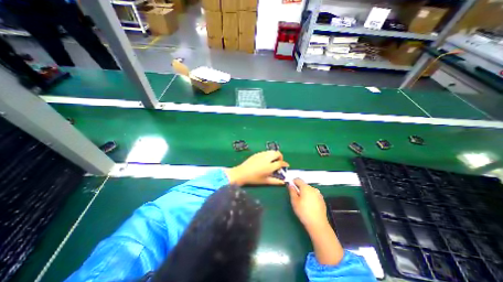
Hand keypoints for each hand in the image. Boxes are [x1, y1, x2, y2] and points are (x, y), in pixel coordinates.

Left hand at [227, 151, 288, 185]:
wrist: (242, 173)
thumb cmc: (254, 179)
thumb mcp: (265, 181)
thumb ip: (275, 181)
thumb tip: (283, 182)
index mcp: (269, 166)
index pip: (280, 163)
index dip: (284, 164)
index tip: (286, 165)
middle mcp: (267, 159)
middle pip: (277, 153)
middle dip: (280, 157)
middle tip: (279, 162)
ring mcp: (262, 155)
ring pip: (272, 151)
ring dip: (275, 155)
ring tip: (273, 160)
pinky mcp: (257, 153)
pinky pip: (266, 151)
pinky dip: (269, 154)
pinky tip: (266, 160)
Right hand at [287, 179, 329, 231]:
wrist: (318, 224)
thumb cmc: (303, 212)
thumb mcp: (294, 201)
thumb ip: (292, 191)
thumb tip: (290, 185)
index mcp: (306, 188)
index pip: (298, 179)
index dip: (293, 181)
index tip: (290, 186)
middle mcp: (313, 189)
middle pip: (304, 185)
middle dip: (299, 188)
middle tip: (295, 196)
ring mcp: (319, 194)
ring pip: (309, 190)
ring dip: (305, 193)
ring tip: (302, 202)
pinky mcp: (322, 200)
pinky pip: (314, 195)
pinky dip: (310, 197)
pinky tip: (309, 205)